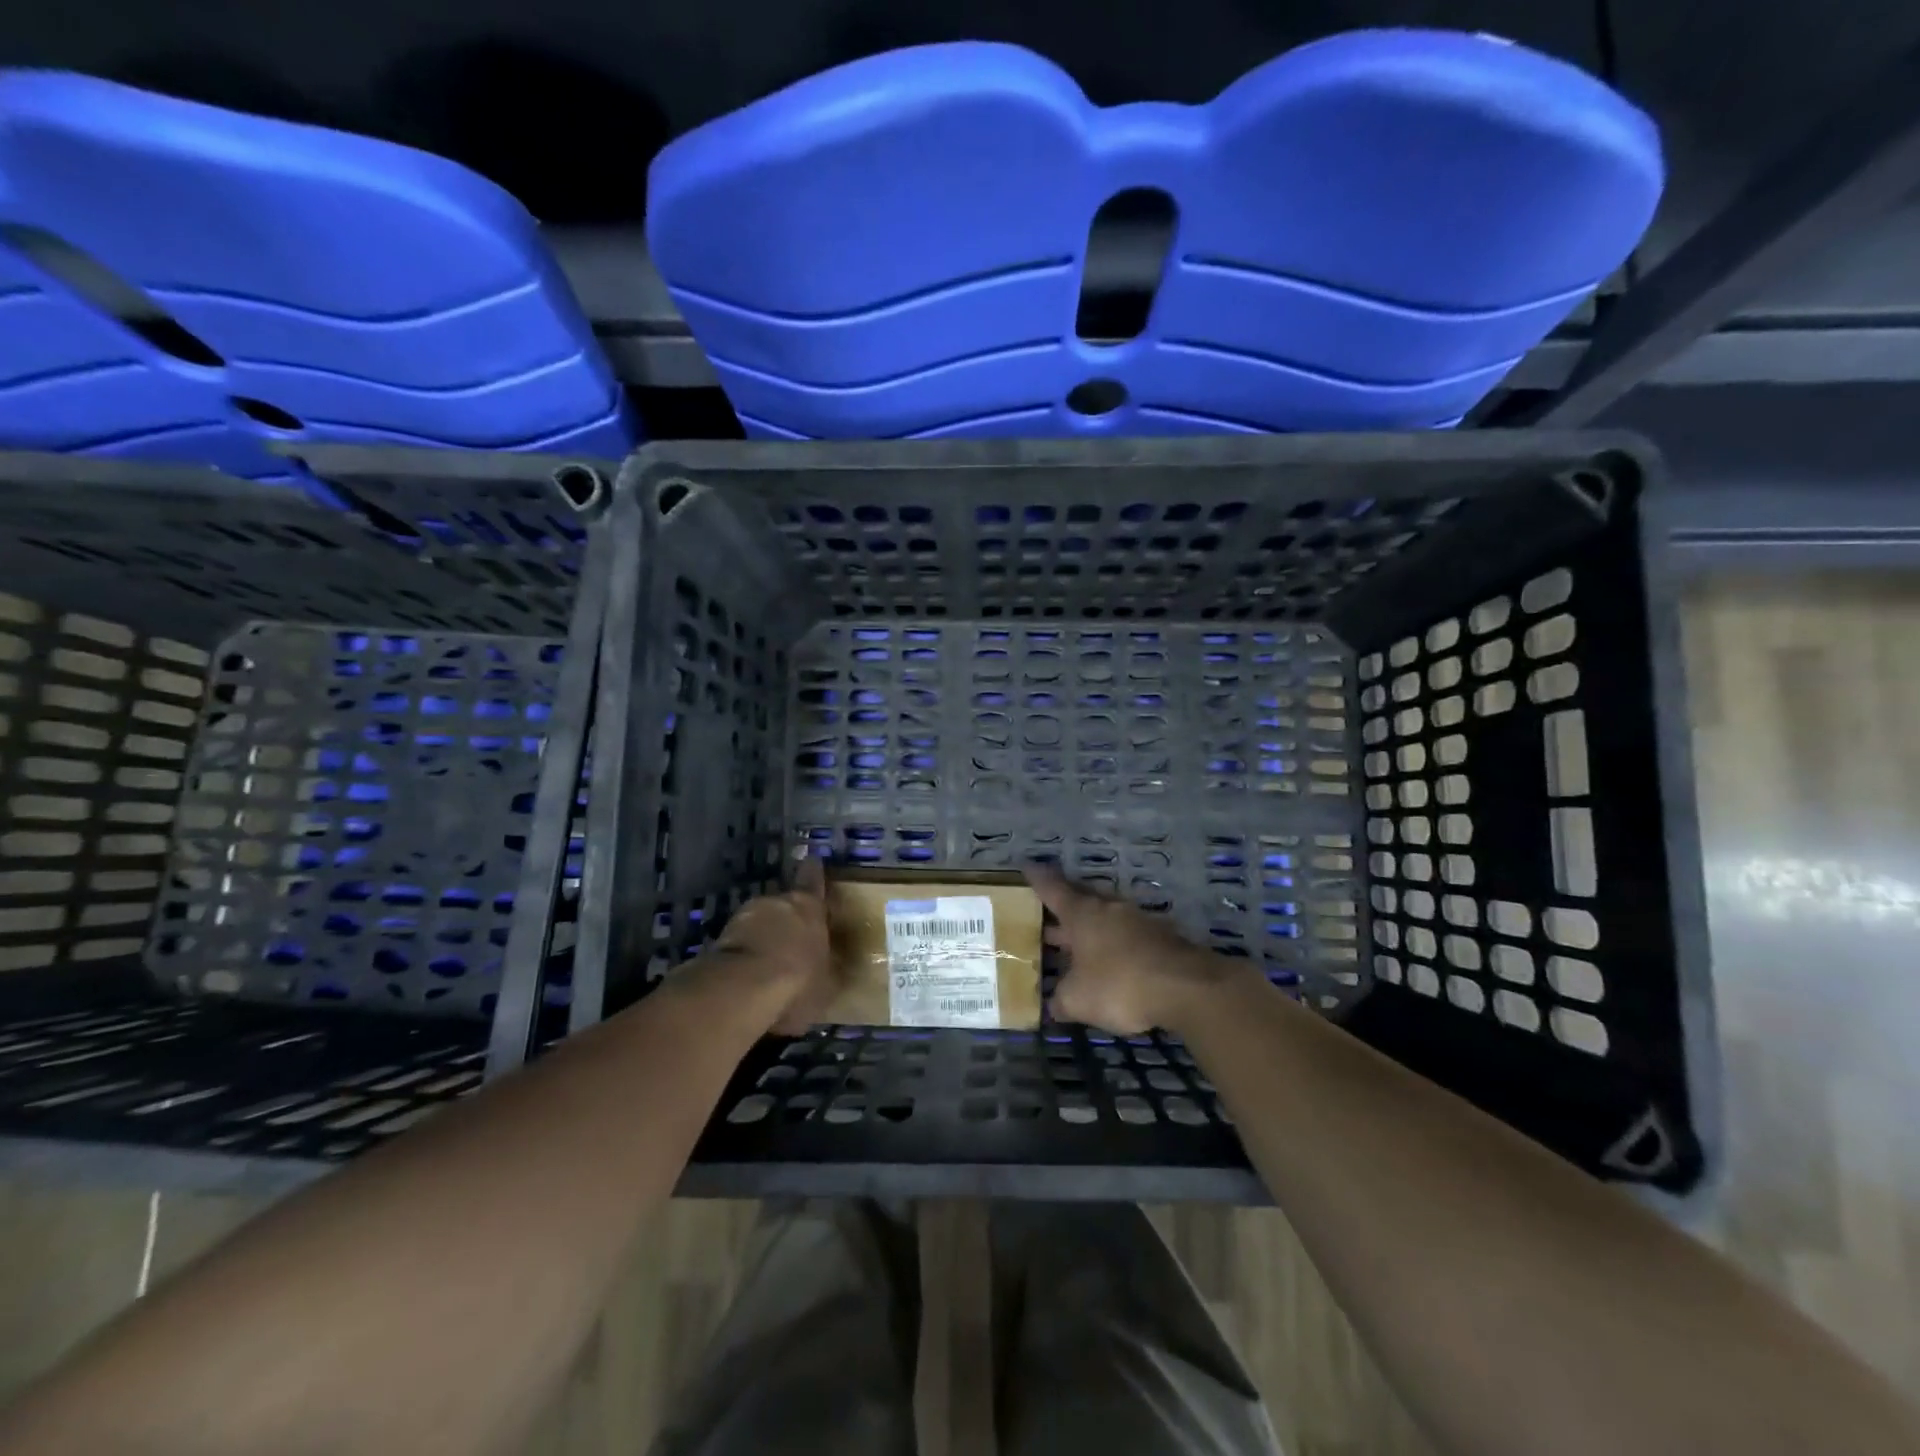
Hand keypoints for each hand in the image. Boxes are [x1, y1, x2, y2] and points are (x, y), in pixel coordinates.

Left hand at [707, 855, 834, 1034]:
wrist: (741, 990)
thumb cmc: (798, 980)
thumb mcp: (828, 984)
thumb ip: (830, 970)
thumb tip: (835, 971)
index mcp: (809, 906)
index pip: (812, 878)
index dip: (813, 871)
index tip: (812, 860)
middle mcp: (777, 902)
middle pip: (784, 904)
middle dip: (787, 919)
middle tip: (793, 941)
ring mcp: (744, 916)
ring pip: (759, 922)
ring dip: (763, 937)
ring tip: (768, 964)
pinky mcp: (719, 938)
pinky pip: (740, 942)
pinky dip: (745, 954)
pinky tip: (749, 976)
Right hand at [1025, 865, 1241, 1035]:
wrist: (1187, 987)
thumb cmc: (1120, 984)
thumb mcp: (1078, 1000)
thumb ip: (1061, 1000)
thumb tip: (1053, 1004)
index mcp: (1082, 915)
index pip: (1053, 889)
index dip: (1037, 879)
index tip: (1026, 866)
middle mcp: (1109, 909)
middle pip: (1082, 899)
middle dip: (1065, 905)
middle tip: (1047, 912)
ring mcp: (1138, 921)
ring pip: (1107, 916)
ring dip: (1092, 926)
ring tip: (1078, 940)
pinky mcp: (1162, 937)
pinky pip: (1129, 934)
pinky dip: (1115, 943)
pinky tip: (1112, 961)